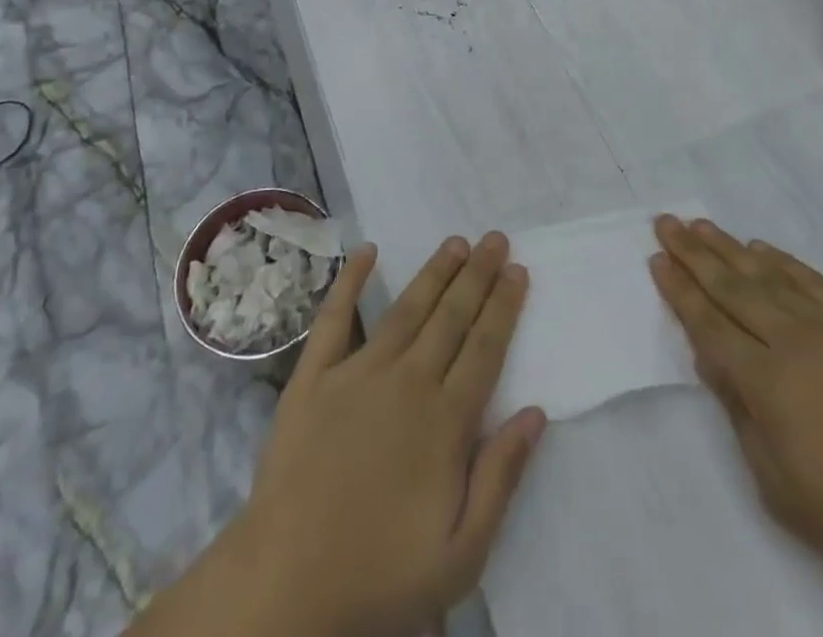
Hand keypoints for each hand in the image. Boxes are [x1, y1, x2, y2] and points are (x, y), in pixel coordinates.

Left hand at [142, 234, 547, 636]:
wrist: (286, 584)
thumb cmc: (379, 574)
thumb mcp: (461, 554)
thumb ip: (501, 478)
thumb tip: (536, 412)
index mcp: (444, 421)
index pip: (485, 348)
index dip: (504, 306)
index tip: (518, 271)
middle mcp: (407, 382)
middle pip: (451, 316)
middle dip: (478, 275)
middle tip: (496, 239)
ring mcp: (357, 373)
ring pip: (407, 309)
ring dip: (434, 272)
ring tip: (456, 242)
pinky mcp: (314, 376)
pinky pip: (335, 317)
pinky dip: (351, 280)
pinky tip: (367, 251)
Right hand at [649, 215, 822, 610]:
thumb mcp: (781, 489)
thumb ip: (741, 416)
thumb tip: (713, 359)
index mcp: (769, 382)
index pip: (709, 325)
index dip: (680, 292)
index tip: (656, 261)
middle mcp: (794, 340)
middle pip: (731, 287)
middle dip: (692, 254)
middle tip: (664, 222)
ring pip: (767, 275)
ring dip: (728, 248)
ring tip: (700, 225)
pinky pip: (812, 281)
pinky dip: (783, 261)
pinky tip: (762, 248)